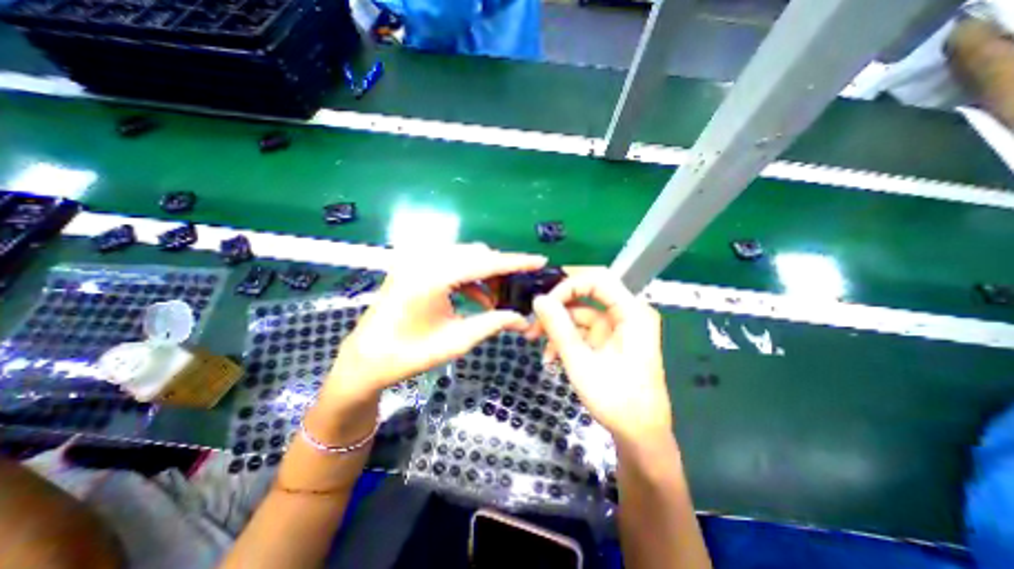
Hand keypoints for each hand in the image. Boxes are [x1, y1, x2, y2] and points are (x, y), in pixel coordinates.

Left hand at [325, 244, 547, 408]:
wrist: (365, 360)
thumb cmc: (408, 354)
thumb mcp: (456, 341)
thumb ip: (493, 323)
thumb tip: (523, 319)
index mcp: (433, 276)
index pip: (486, 262)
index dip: (516, 262)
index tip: (540, 260)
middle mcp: (424, 259)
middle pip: (476, 254)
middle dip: (500, 270)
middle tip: (516, 291)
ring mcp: (416, 260)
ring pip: (465, 256)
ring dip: (485, 273)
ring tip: (496, 299)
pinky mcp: (414, 265)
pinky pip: (451, 263)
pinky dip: (469, 277)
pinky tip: (477, 297)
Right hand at [531, 268, 670, 443]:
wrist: (639, 436)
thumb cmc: (617, 400)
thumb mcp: (581, 362)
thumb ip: (559, 328)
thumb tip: (538, 299)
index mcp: (632, 313)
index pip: (598, 279)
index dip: (568, 284)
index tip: (544, 302)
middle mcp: (627, 313)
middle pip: (587, 294)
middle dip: (558, 305)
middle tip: (534, 317)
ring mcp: (617, 327)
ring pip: (580, 312)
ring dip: (557, 326)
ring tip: (535, 341)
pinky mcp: (609, 339)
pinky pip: (582, 329)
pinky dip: (565, 339)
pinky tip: (550, 356)